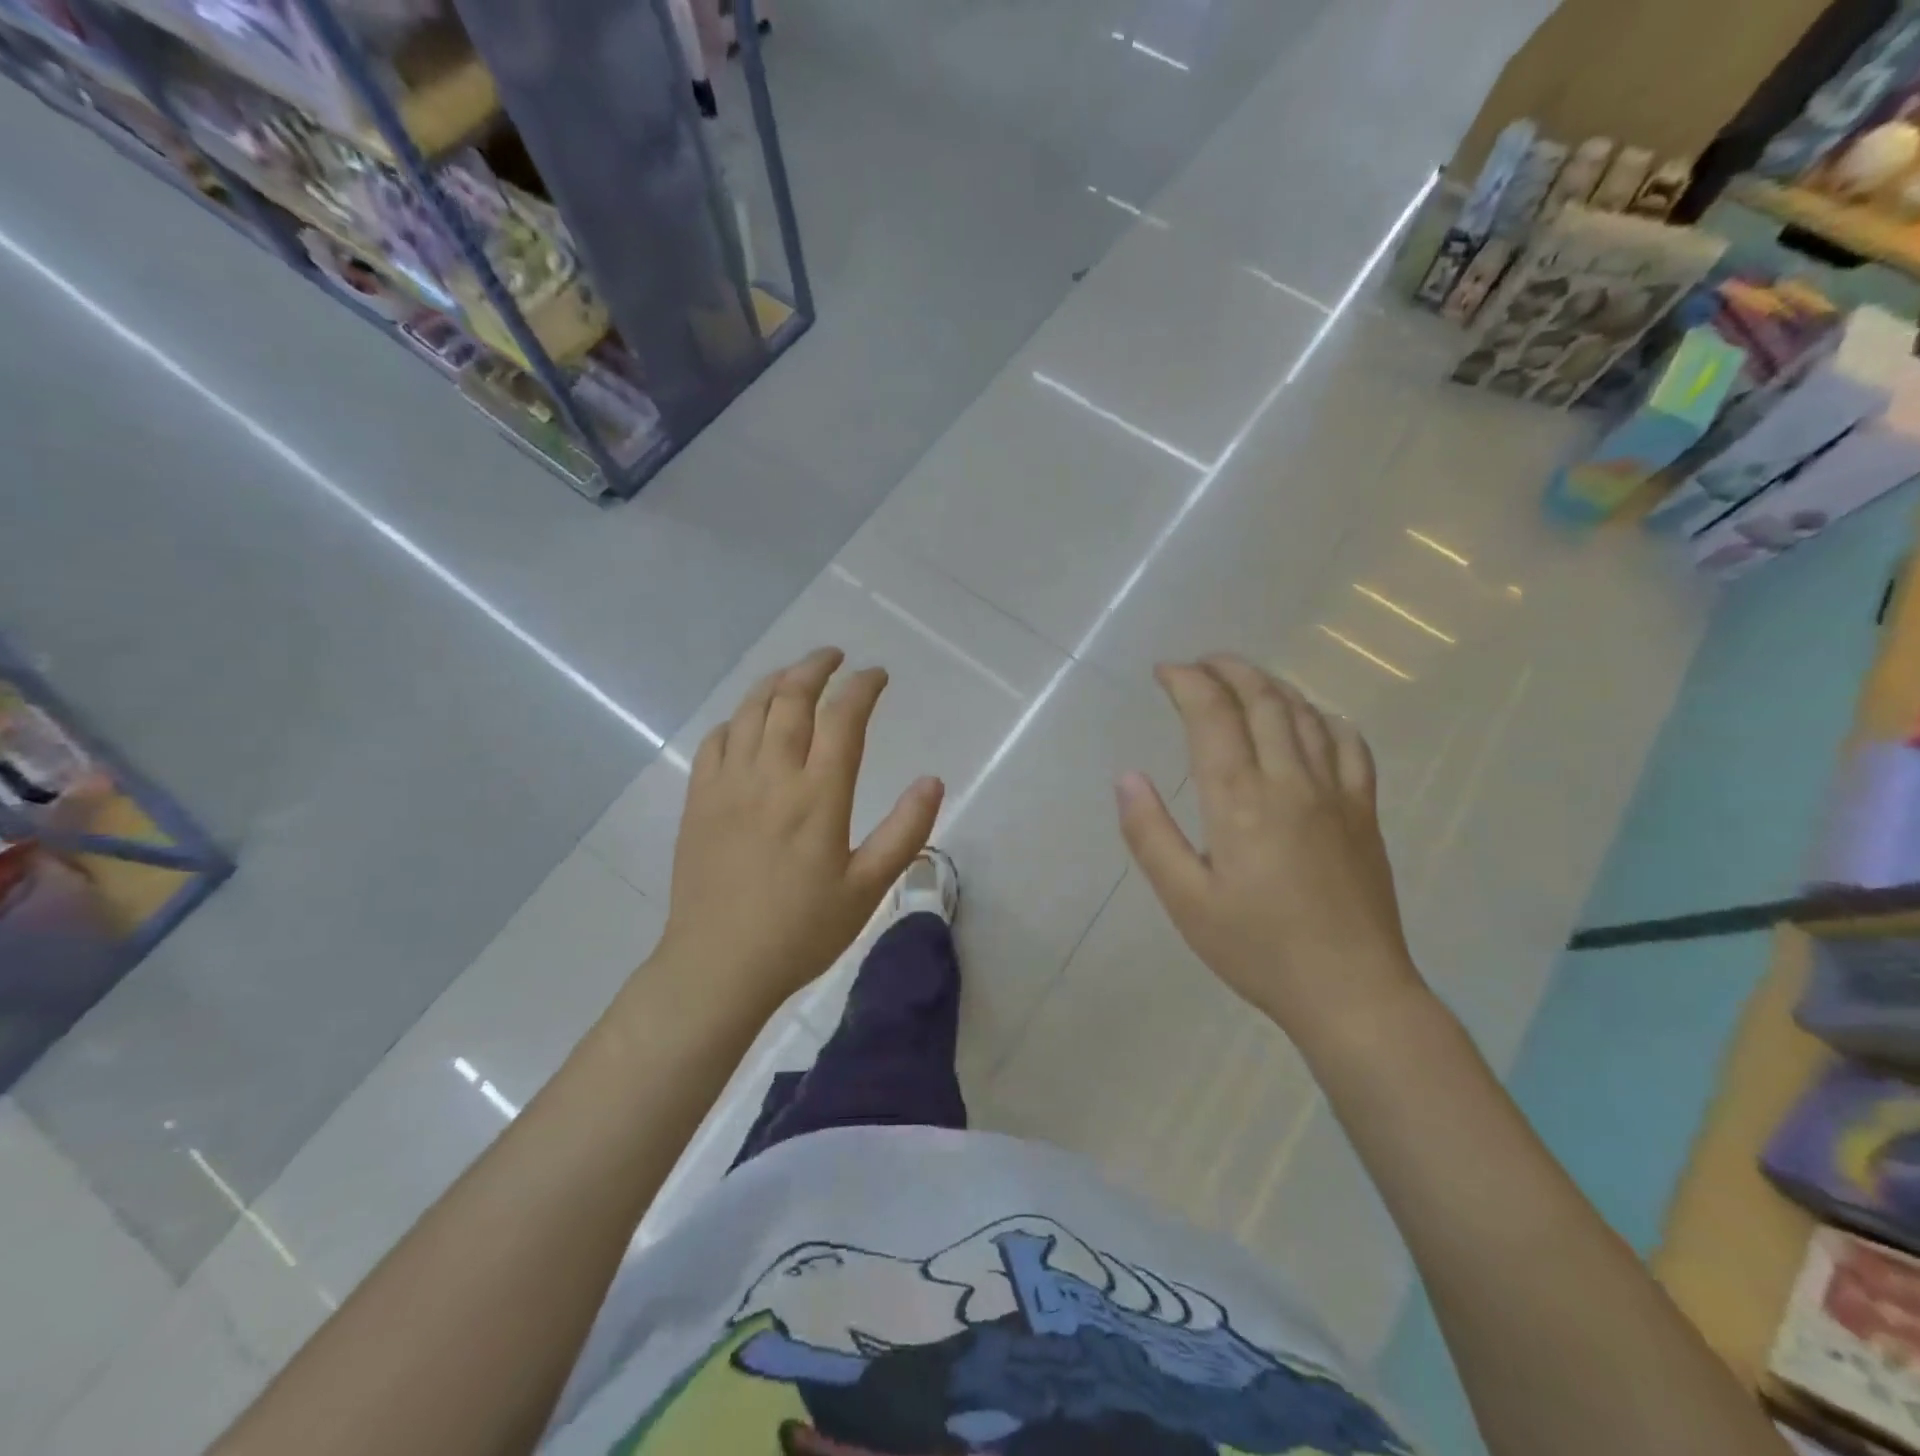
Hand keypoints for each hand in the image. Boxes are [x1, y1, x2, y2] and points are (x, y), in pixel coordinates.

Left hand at [655, 648, 943, 1016]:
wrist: (718, 965)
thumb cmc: (801, 931)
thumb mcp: (867, 889)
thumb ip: (904, 831)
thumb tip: (932, 780)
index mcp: (818, 795)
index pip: (843, 717)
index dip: (863, 687)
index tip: (878, 676)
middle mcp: (771, 775)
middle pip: (791, 698)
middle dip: (816, 667)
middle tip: (835, 657)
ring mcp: (728, 784)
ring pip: (749, 710)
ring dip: (775, 682)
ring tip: (795, 673)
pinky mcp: (698, 800)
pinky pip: (714, 741)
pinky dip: (736, 719)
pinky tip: (746, 722)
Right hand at [1116, 655, 1421, 1036]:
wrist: (1351, 991)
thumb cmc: (1257, 949)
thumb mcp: (1186, 900)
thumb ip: (1150, 834)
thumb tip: (1127, 777)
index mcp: (1240, 800)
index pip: (1212, 715)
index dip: (1187, 682)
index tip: (1164, 671)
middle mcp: (1290, 781)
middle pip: (1262, 700)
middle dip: (1227, 670)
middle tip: (1199, 664)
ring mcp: (1336, 793)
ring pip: (1305, 714)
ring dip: (1270, 685)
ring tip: (1243, 679)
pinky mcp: (1365, 812)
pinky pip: (1351, 745)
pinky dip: (1325, 718)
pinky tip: (1312, 719)